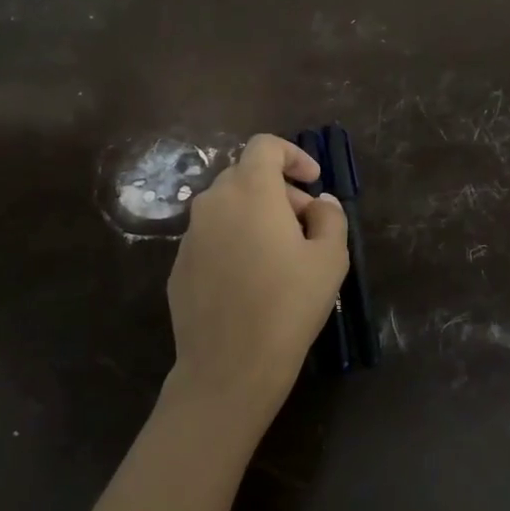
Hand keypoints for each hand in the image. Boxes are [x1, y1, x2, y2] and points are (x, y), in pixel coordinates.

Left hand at [165, 134, 348, 433]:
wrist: (229, 365)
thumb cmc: (288, 305)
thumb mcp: (330, 259)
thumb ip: (330, 218)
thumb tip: (320, 203)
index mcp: (250, 191)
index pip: (265, 146)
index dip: (293, 155)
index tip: (313, 182)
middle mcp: (213, 203)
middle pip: (246, 175)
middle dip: (280, 190)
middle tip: (306, 224)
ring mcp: (190, 235)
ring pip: (227, 207)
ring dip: (256, 216)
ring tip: (282, 254)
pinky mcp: (179, 265)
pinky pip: (212, 237)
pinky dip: (235, 240)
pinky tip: (252, 279)